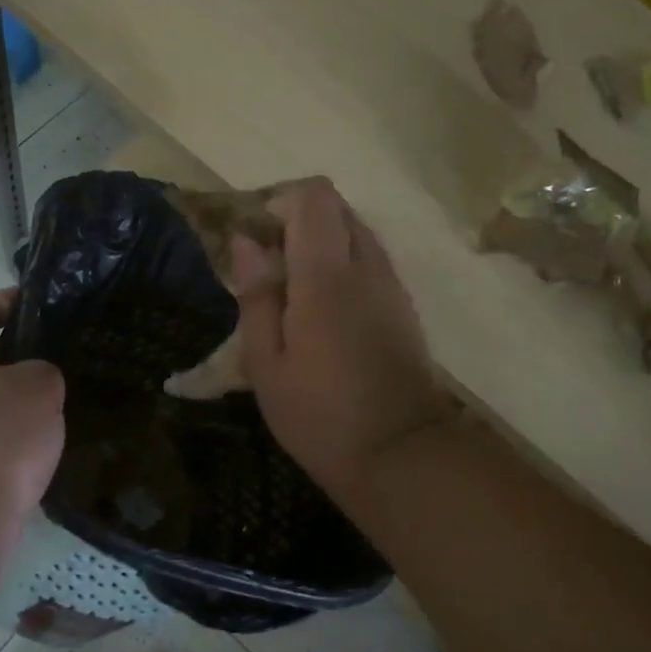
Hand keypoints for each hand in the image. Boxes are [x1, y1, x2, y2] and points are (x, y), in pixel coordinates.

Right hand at [232, 179, 452, 505]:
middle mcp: (367, 267)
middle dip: (299, 222)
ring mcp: (392, 286)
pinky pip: (371, 263)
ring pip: (357, 234)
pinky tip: (324, 316)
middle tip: (269, 267)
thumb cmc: (320, 415)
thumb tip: (246, 241)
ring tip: (294, 295)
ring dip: (323, 246)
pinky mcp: (405, 308)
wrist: (402, 455)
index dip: (281, 202)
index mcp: (326, 275)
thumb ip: (256, 296)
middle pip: (338, 208)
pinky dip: (344, 268)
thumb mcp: (267, 364)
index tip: (257, 239)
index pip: (315, 196)